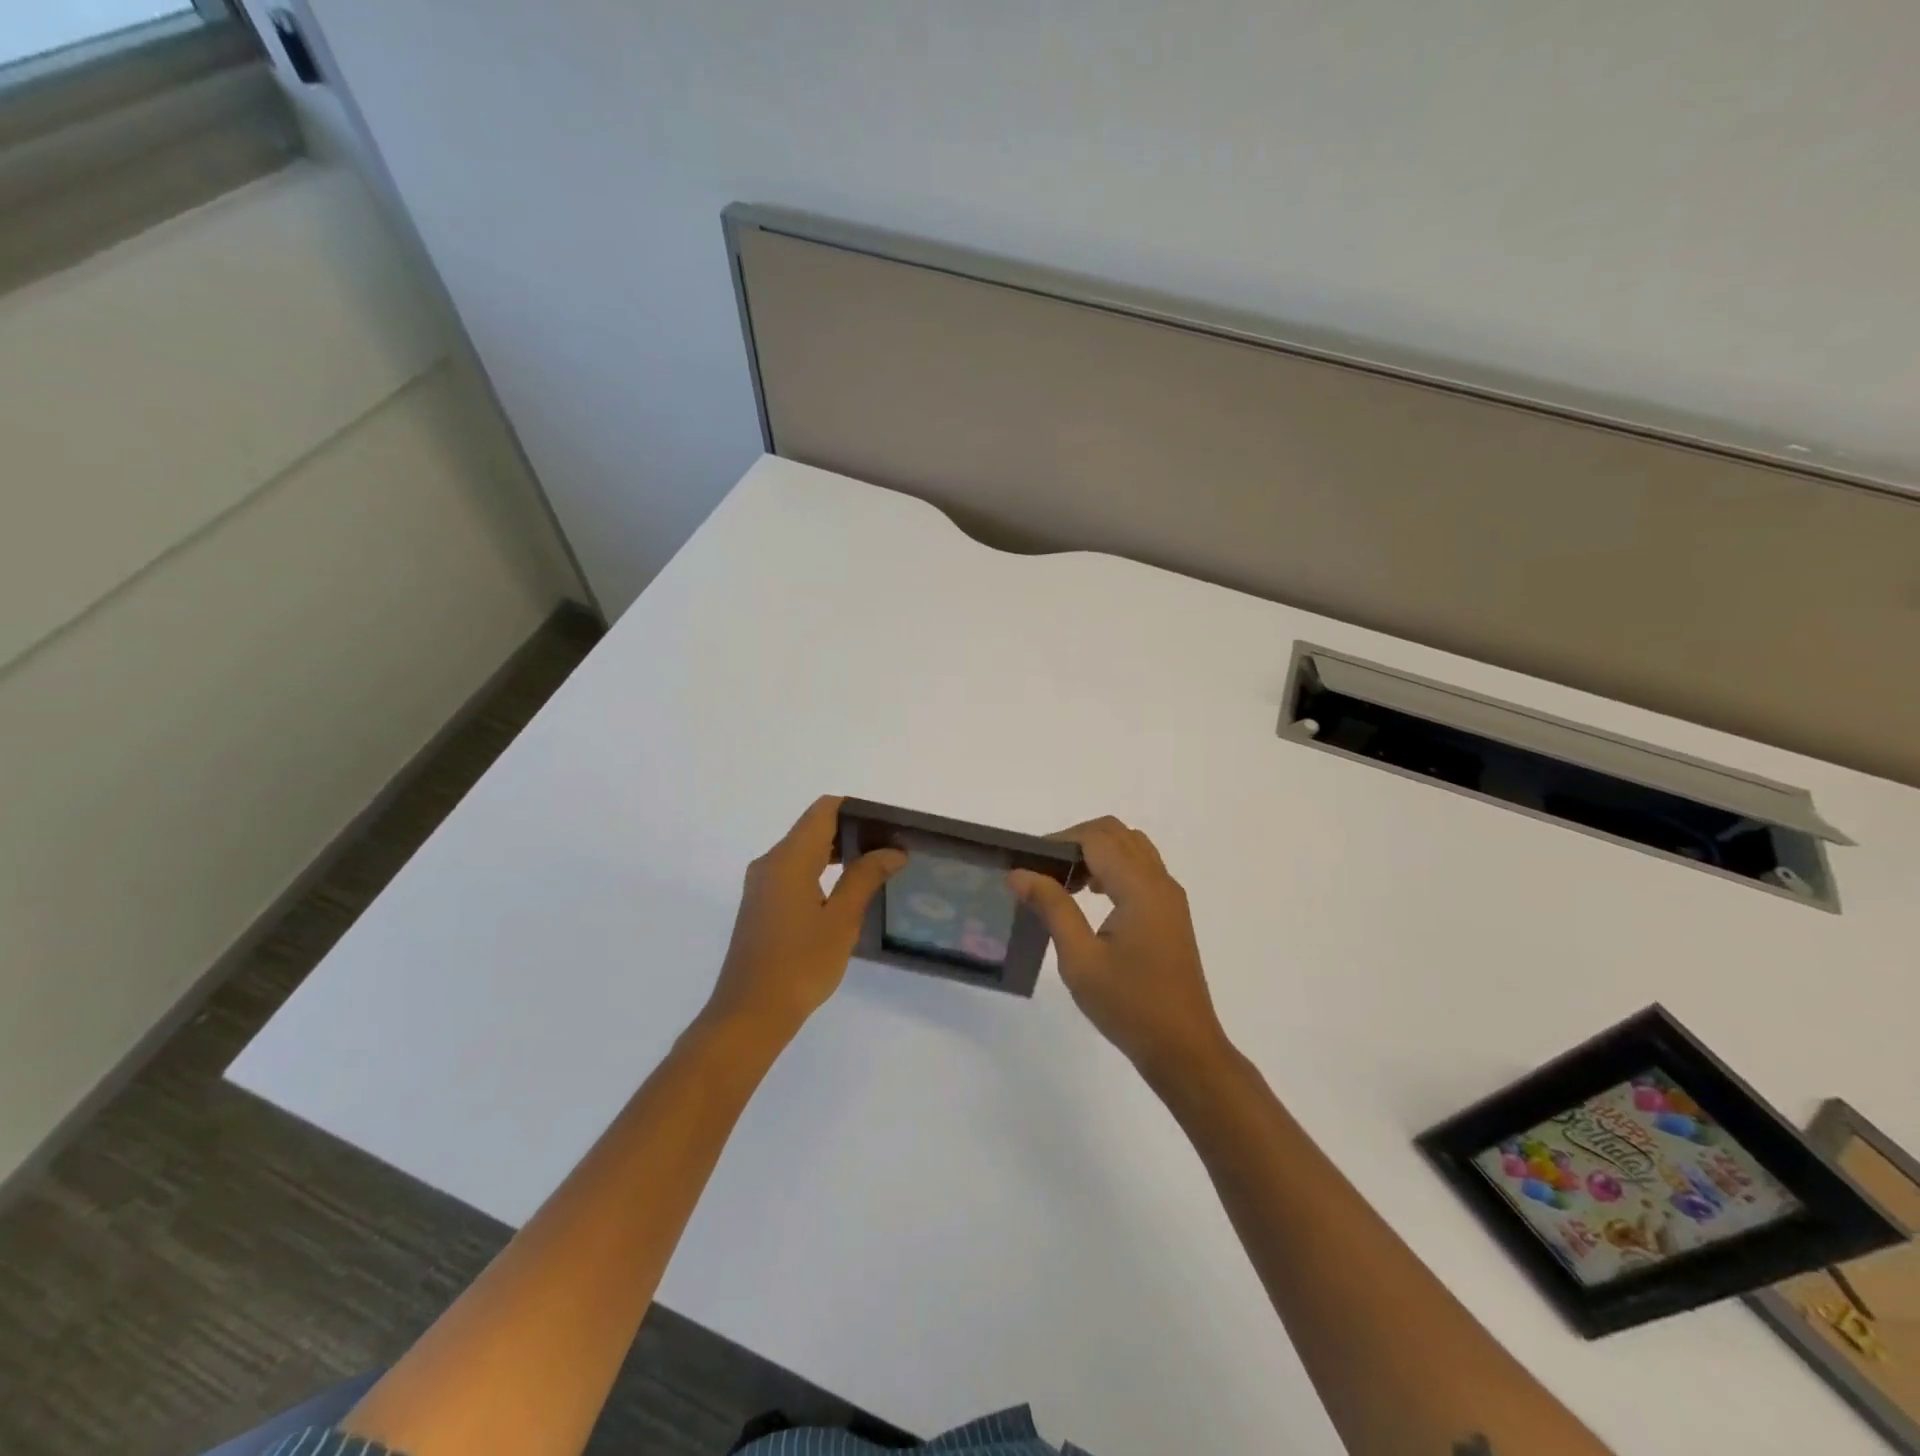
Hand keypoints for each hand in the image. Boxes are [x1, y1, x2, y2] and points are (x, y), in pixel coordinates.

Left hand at [704, 796, 905, 1038]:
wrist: (750, 1014)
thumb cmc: (800, 964)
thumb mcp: (841, 920)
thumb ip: (865, 878)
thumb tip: (892, 851)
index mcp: (789, 858)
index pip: (824, 810)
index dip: (857, 810)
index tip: (888, 825)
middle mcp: (770, 862)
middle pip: (813, 828)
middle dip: (852, 832)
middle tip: (890, 849)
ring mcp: (761, 884)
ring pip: (803, 851)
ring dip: (837, 853)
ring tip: (875, 868)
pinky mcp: (761, 905)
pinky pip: (794, 872)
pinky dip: (821, 871)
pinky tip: (845, 892)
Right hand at [1008, 816, 1228, 1082]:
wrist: (1184, 1049)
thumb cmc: (1129, 1005)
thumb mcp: (1080, 959)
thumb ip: (1052, 907)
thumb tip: (1019, 873)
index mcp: (1140, 887)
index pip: (1097, 837)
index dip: (1060, 841)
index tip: (1029, 865)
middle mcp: (1160, 882)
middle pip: (1116, 833)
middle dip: (1077, 841)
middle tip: (1045, 871)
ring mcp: (1169, 897)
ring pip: (1131, 848)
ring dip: (1096, 853)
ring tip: (1066, 884)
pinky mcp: (1170, 913)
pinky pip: (1141, 869)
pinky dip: (1113, 868)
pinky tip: (1092, 900)